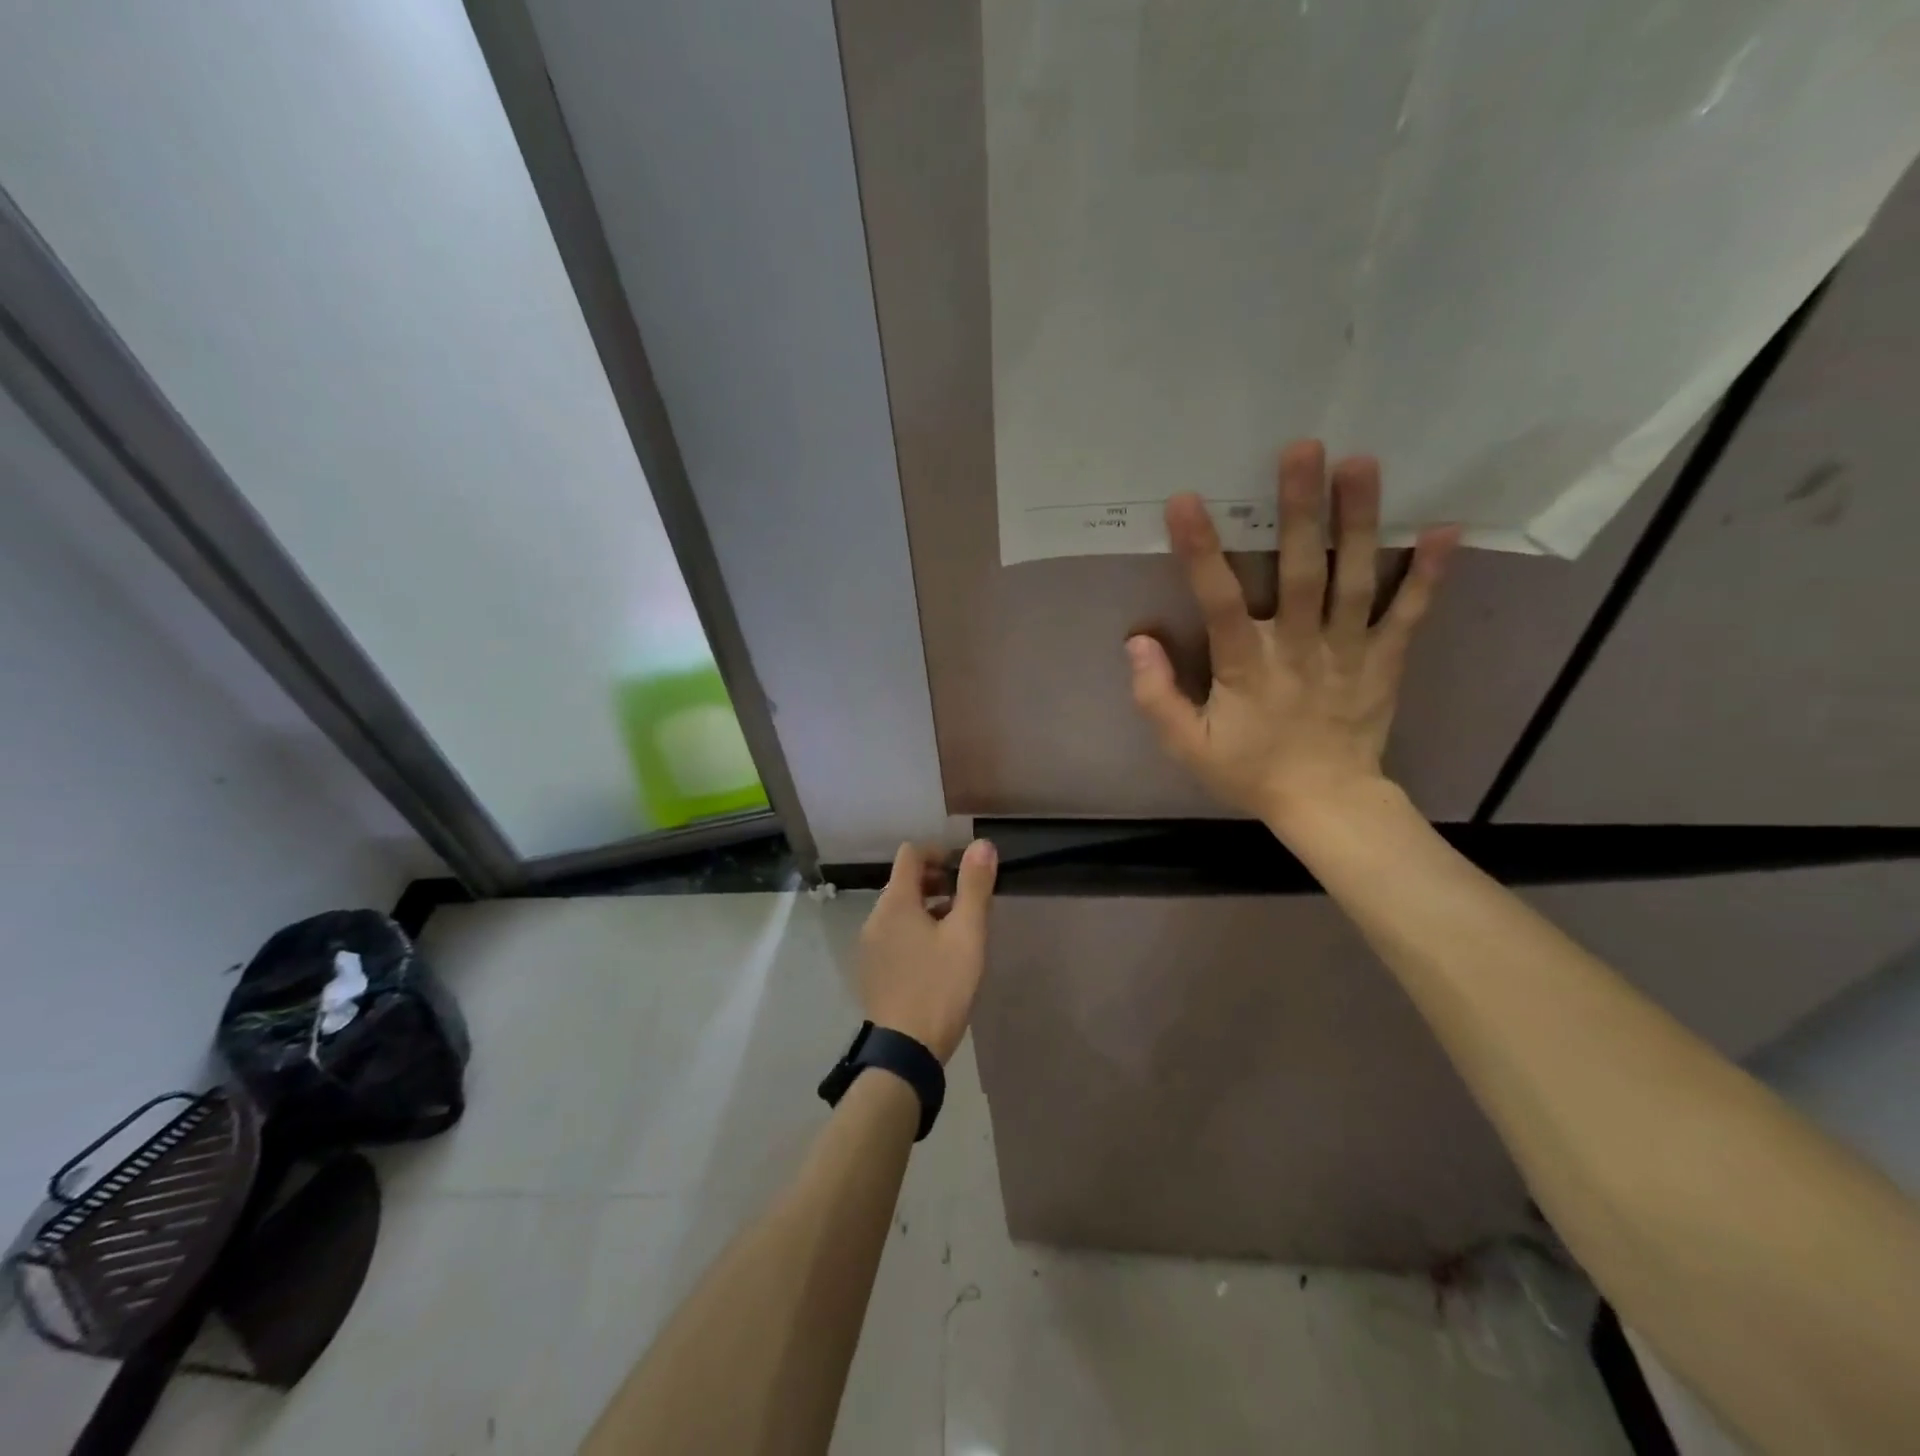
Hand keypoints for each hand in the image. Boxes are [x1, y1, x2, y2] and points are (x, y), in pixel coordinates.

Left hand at [857, 840, 997, 1062]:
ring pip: (899, 910)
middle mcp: (875, 917)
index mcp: (896, 902)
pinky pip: (893, 934)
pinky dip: (914, 931)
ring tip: (958, 931)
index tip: (964, 871)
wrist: (905, 1050)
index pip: (911, 854)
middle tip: (967, 902)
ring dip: (927, 908)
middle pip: (904, 881)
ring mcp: (870, 945)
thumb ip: (974, 886)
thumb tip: (982, 844)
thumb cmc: (940, 986)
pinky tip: (937, 958)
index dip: (939, 853)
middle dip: (936, 882)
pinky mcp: (872, 969)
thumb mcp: (967, 934)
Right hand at [1126, 440, 1459, 825]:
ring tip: (1361, 463)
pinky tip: (1444, 528)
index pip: (1219, 603)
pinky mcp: (1385, 660)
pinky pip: (1409, 613)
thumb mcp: (1187, 747)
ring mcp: (1349, 651)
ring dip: (1359, 522)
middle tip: (1302, 449)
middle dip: (1299, 511)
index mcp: (1246, 669)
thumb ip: (1157, 697)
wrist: (1325, 802)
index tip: (1187, 501)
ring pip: (1355, 580)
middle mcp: (1299, 649)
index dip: (1202, 552)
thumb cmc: (1250, 771)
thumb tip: (1137, 641)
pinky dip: (1428, 573)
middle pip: (1301, 573)